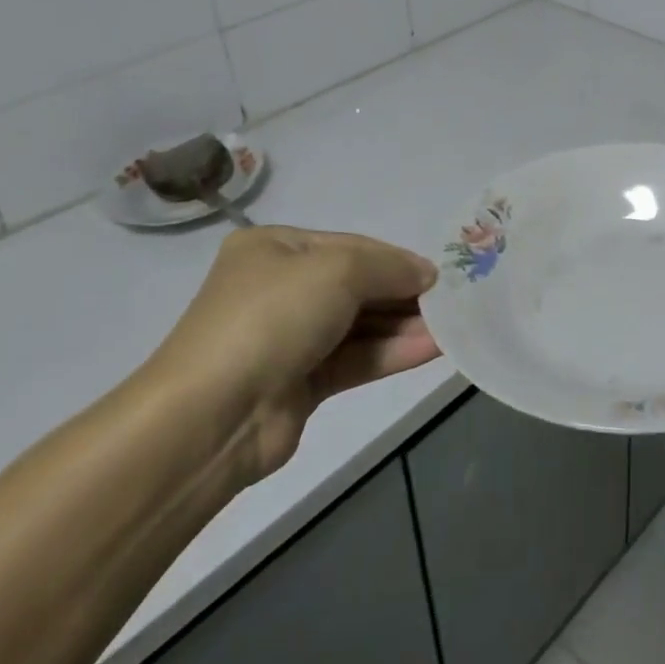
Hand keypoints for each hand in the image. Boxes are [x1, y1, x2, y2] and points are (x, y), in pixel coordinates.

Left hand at [143, 226, 439, 483]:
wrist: (212, 416)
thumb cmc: (273, 317)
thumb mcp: (338, 270)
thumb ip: (389, 267)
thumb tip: (426, 274)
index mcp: (276, 248)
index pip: (350, 247)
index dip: (396, 260)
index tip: (439, 275)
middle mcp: (281, 288)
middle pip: (357, 286)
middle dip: (404, 294)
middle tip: (452, 303)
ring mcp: (289, 338)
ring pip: (359, 326)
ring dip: (404, 326)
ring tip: (452, 328)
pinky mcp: (300, 383)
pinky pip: (355, 359)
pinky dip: (391, 353)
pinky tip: (432, 349)